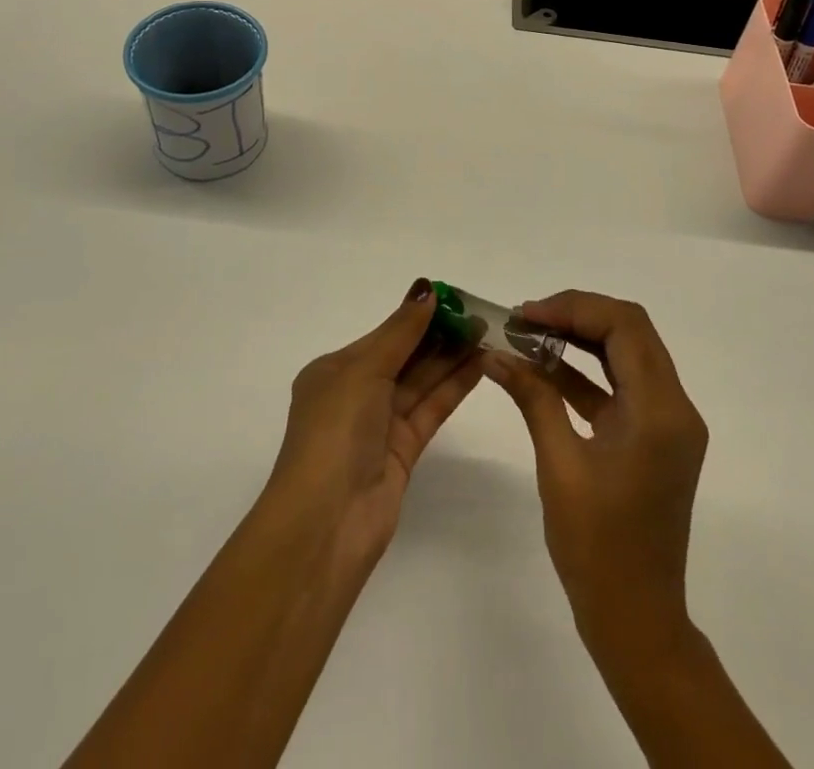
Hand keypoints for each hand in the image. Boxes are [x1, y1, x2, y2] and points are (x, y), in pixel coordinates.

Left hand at [264, 278, 484, 573]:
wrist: (326, 523)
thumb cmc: (335, 432)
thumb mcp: (363, 370)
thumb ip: (400, 332)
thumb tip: (427, 289)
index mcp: (334, 371)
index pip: (384, 335)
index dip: (417, 315)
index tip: (454, 298)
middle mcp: (356, 394)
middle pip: (404, 356)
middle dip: (438, 335)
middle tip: (479, 315)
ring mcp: (380, 425)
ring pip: (421, 382)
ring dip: (451, 358)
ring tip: (487, 333)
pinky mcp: (403, 452)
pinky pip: (430, 409)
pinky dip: (453, 387)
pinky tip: (479, 365)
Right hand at [483, 290, 708, 651]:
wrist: (637, 622)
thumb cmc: (597, 548)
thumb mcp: (559, 465)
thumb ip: (533, 397)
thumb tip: (494, 352)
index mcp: (660, 411)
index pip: (624, 326)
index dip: (573, 308)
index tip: (525, 314)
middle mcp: (675, 406)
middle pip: (629, 331)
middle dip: (575, 316)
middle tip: (524, 320)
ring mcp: (668, 422)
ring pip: (626, 353)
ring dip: (580, 339)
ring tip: (528, 335)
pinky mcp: (655, 437)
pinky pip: (621, 386)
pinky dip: (585, 371)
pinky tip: (543, 368)